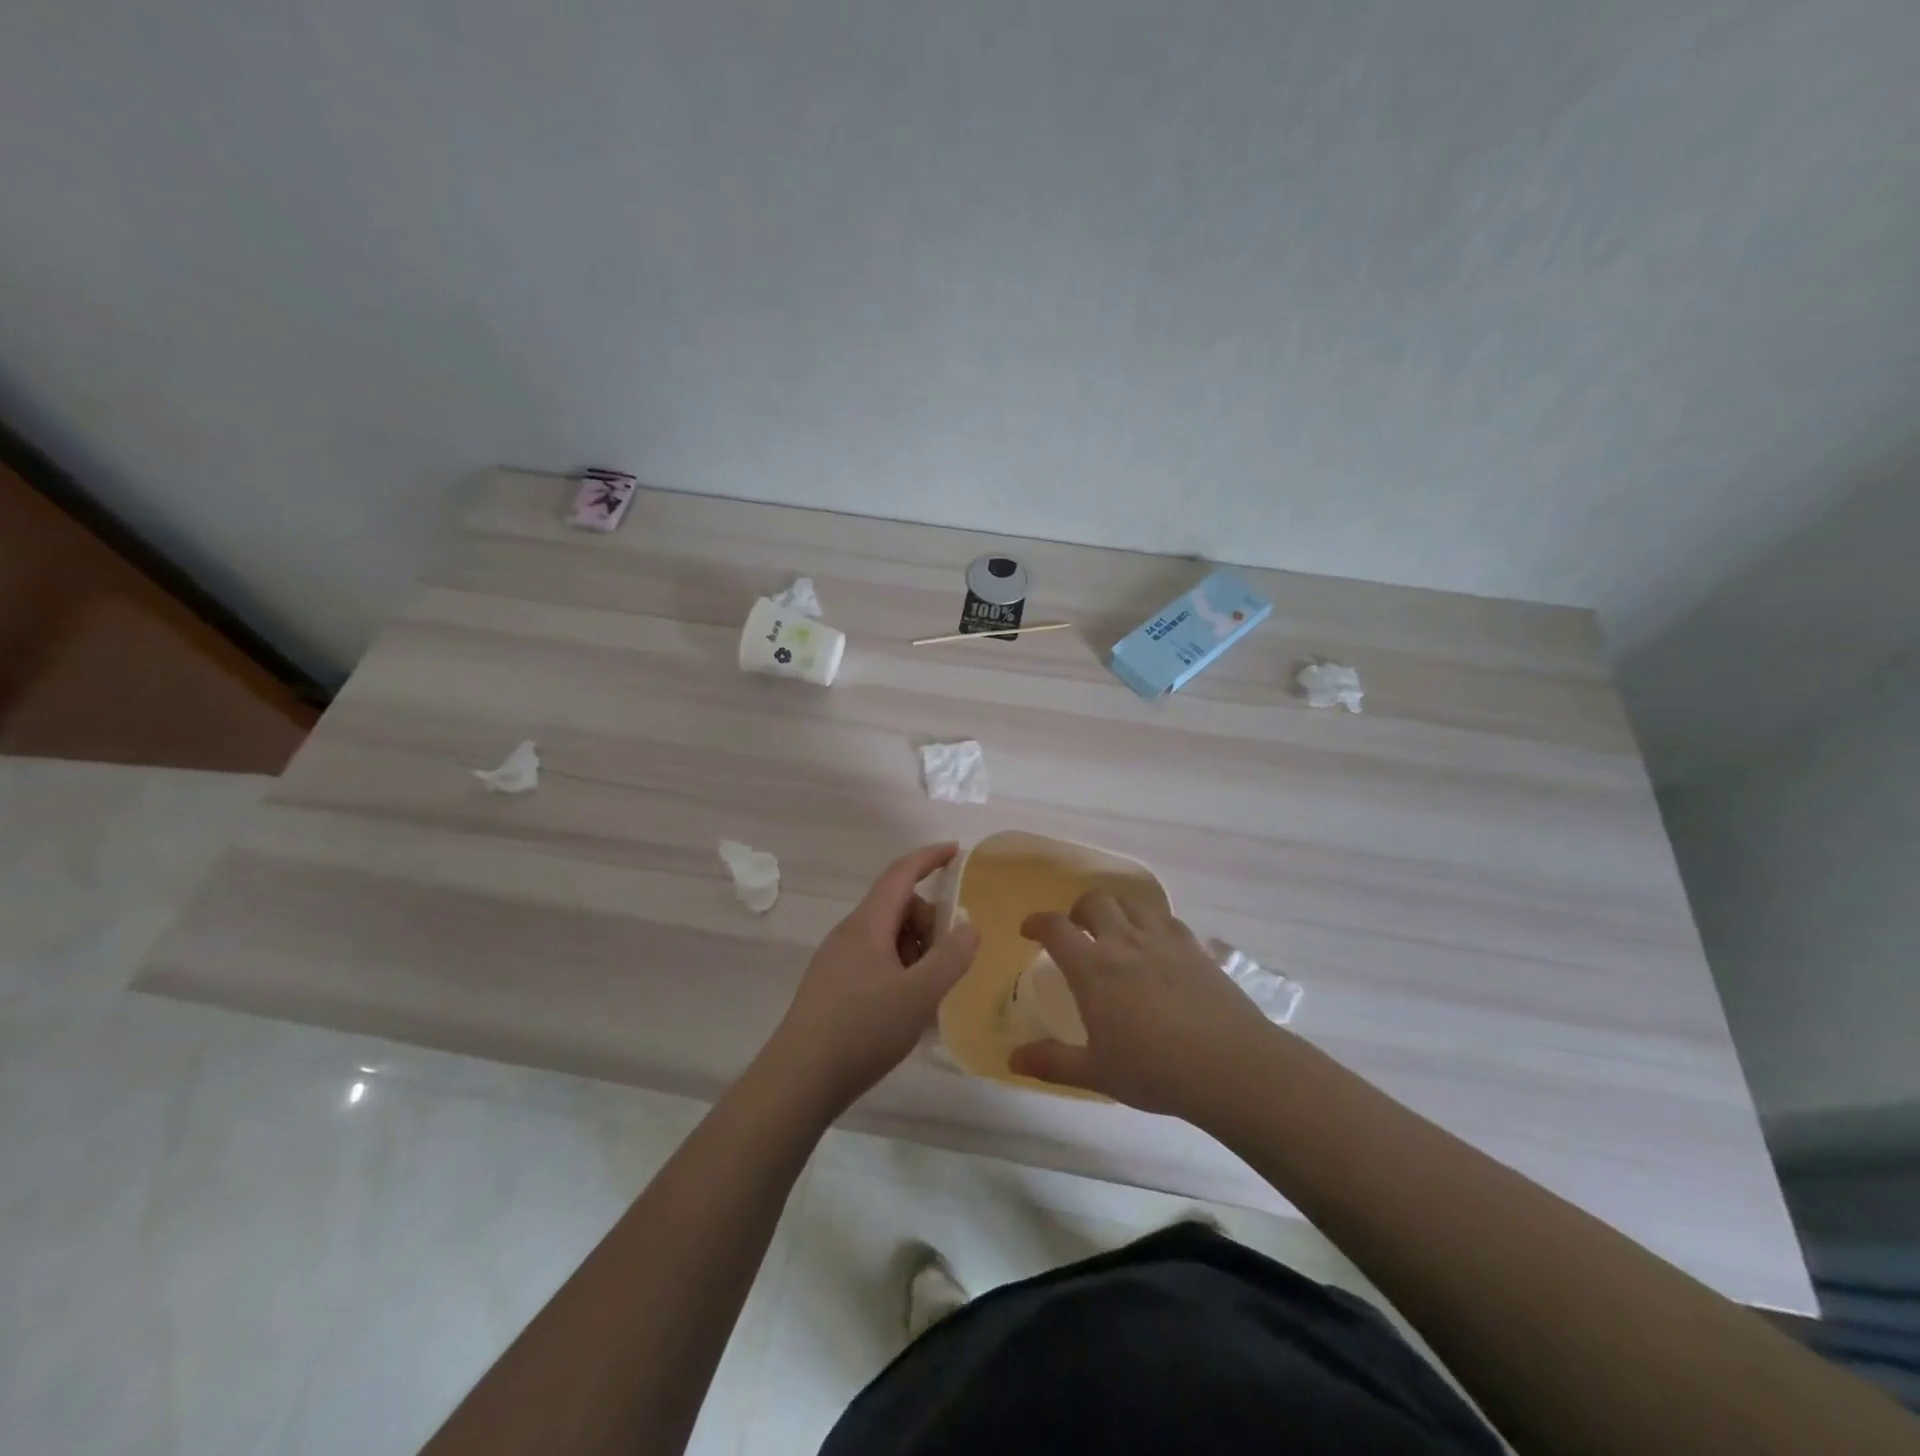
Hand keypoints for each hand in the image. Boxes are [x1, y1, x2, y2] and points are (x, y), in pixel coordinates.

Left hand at [762, 843, 979, 1116]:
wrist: (799, 1080)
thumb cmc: (862, 1030)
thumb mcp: (919, 995)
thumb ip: (950, 957)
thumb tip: (968, 926)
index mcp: (868, 924)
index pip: (901, 873)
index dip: (930, 858)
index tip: (957, 851)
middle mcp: (849, 933)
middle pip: (897, 906)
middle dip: (928, 922)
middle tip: (947, 961)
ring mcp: (837, 959)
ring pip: (886, 936)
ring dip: (915, 951)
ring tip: (927, 993)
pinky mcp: (832, 986)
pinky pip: (875, 960)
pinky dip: (899, 970)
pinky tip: (906, 1008)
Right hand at [1008, 890, 1275, 1120]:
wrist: (1229, 1065)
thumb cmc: (1154, 1070)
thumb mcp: (1096, 1072)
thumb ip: (1053, 1061)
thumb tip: (1013, 1058)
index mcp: (1092, 968)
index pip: (1055, 928)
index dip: (1037, 923)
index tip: (1028, 930)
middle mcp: (1123, 942)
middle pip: (1094, 902)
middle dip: (1078, 910)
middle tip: (1076, 929)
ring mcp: (1162, 940)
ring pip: (1131, 903)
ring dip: (1115, 909)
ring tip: (1114, 930)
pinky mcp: (1193, 947)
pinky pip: (1166, 918)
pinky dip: (1151, 921)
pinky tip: (1155, 943)